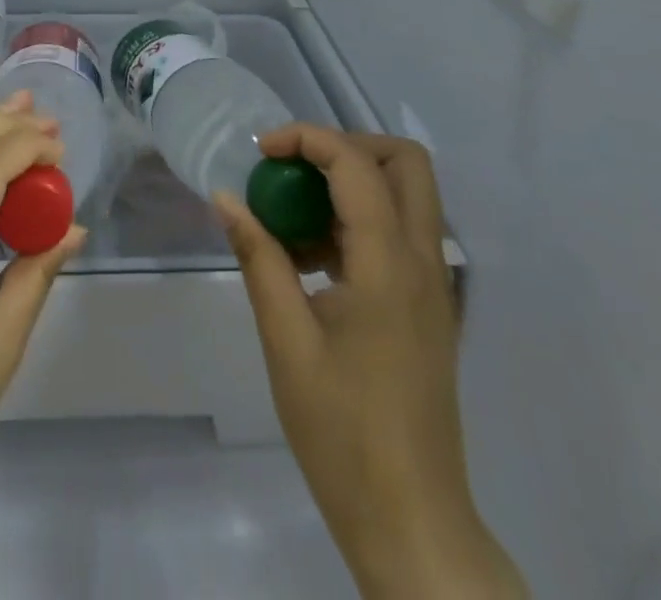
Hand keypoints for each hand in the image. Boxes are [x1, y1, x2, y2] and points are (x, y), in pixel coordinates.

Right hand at [215, 126, 525, 599]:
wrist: (412, 522)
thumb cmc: (343, 431)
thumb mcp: (286, 340)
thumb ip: (258, 258)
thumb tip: (225, 198)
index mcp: (389, 263)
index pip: (355, 163)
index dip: (306, 138)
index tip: (261, 151)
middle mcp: (424, 260)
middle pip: (404, 161)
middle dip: (345, 145)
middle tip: (295, 167)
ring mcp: (435, 284)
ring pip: (406, 194)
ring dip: (351, 183)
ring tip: (293, 217)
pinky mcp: (430, 307)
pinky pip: (400, 232)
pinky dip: (358, 220)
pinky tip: (312, 259)